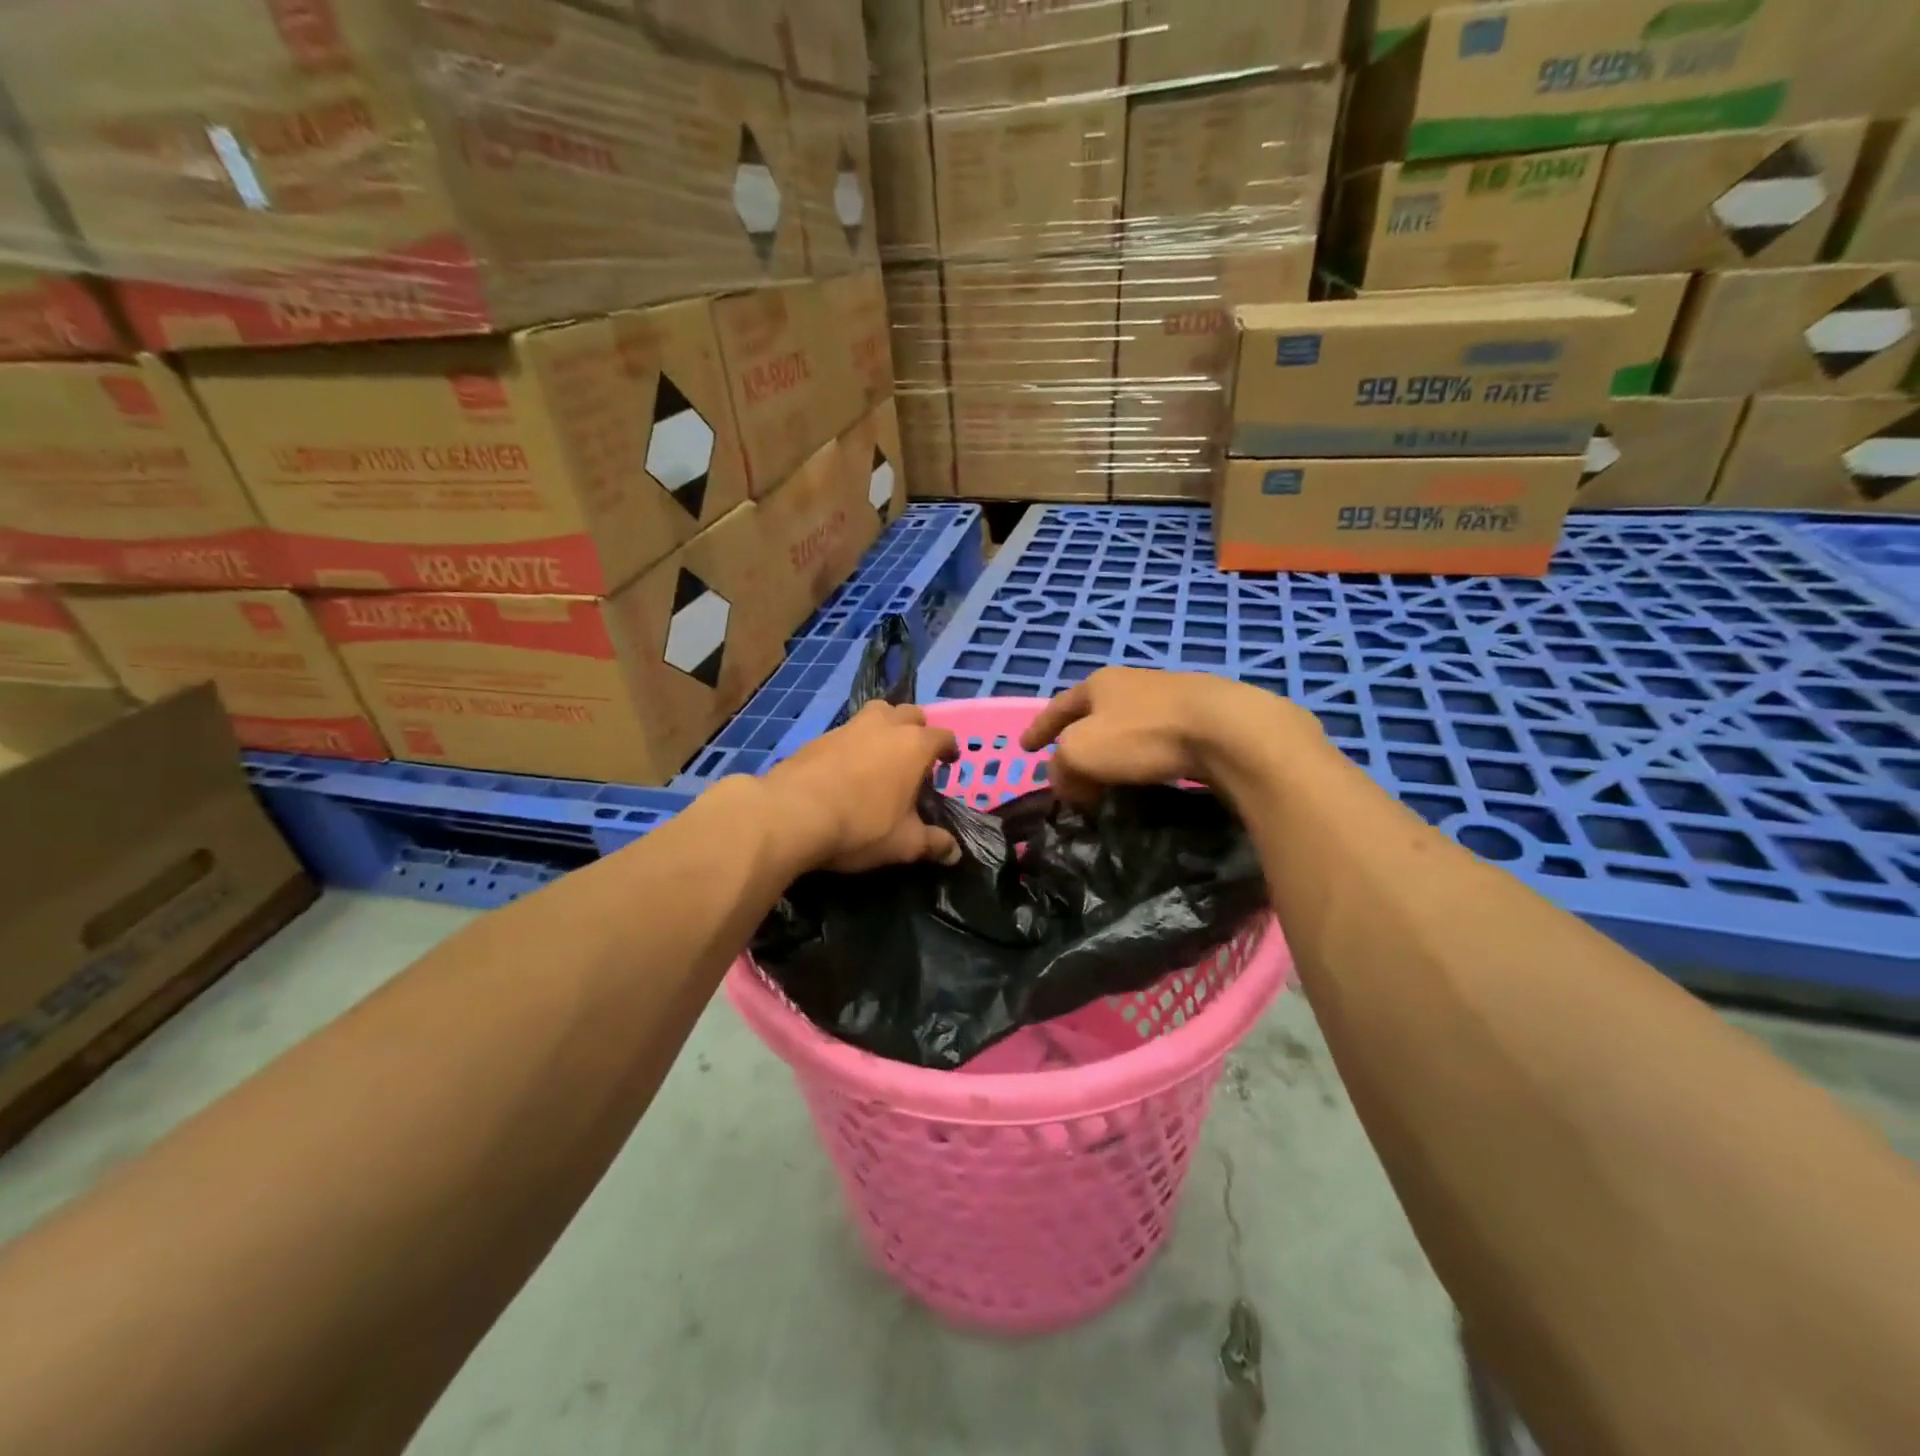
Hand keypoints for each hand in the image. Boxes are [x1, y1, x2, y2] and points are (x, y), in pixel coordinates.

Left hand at [762, 702, 960, 872]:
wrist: (792, 814)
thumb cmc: (861, 826)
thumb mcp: (903, 843)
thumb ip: (932, 844)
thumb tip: (954, 852)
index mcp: (914, 745)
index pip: (942, 735)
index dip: (949, 748)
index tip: (949, 761)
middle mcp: (885, 726)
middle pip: (909, 713)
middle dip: (917, 728)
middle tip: (915, 754)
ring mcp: (849, 727)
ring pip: (876, 713)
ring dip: (885, 727)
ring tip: (882, 753)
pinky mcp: (819, 737)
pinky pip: (847, 731)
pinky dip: (854, 742)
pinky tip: (847, 767)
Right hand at [1020, 668, 1309, 802]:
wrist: (1227, 730)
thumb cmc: (1142, 735)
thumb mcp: (1082, 752)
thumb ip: (1062, 768)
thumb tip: (1068, 785)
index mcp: (1099, 683)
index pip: (1058, 707)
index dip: (1039, 729)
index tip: (1025, 749)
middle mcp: (1133, 683)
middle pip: (1094, 715)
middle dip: (1078, 741)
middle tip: (1070, 770)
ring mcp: (1171, 698)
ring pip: (1128, 728)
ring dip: (1114, 753)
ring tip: (1109, 778)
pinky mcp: (1203, 719)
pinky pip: (1158, 741)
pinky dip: (1144, 759)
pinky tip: (1149, 775)